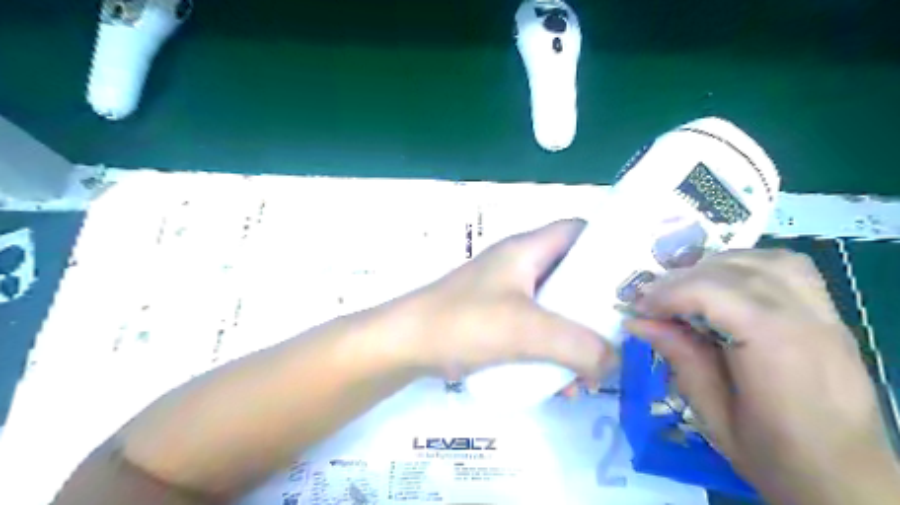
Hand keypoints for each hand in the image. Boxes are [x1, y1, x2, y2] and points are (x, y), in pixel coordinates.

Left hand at [396, 220, 616, 381]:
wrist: (406, 345)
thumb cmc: (464, 322)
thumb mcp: (526, 330)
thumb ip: (578, 346)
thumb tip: (614, 362)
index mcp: (527, 250)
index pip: (578, 230)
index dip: (608, 245)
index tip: (635, 278)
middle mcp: (520, 266)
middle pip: (572, 274)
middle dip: (597, 306)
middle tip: (623, 334)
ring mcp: (508, 293)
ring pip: (557, 308)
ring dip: (576, 338)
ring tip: (591, 373)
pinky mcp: (498, 319)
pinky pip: (537, 330)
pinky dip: (553, 351)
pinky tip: (560, 385)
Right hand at [627, 249, 898, 504]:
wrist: (850, 484)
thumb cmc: (776, 458)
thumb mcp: (712, 415)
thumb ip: (679, 358)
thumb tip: (636, 322)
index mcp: (777, 351)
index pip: (714, 292)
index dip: (669, 293)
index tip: (640, 309)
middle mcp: (806, 322)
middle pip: (734, 271)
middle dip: (683, 279)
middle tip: (654, 300)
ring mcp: (826, 315)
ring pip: (764, 260)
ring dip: (715, 266)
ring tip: (687, 289)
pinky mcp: (831, 316)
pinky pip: (789, 268)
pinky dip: (749, 265)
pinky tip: (728, 285)